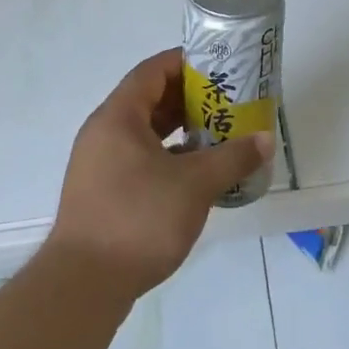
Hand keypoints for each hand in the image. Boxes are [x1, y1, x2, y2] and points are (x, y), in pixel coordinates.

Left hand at [47, 48, 272, 303]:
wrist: (83, 286)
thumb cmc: (139, 219)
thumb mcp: (195, 185)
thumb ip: (232, 158)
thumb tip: (266, 139)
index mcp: (118, 117)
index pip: (152, 71)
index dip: (186, 62)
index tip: (219, 66)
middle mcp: (103, 132)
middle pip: (148, 100)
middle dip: (188, 98)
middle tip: (227, 101)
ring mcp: (99, 164)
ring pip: (144, 133)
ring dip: (180, 130)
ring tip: (218, 134)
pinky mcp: (101, 192)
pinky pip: (138, 158)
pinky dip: (167, 157)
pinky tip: (196, 174)